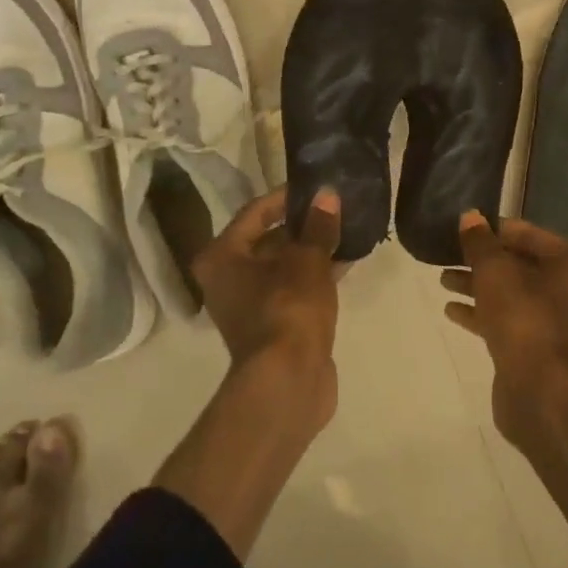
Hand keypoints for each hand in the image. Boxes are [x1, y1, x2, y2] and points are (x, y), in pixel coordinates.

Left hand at [193, 186, 342, 418]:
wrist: (288, 381)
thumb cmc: (288, 309)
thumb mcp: (307, 261)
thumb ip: (318, 226)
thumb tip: (327, 195)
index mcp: (221, 257)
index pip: (254, 212)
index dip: (286, 197)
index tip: (316, 187)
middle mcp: (227, 279)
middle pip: (267, 240)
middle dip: (302, 225)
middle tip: (334, 208)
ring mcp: (249, 305)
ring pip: (283, 266)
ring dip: (312, 251)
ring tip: (346, 231)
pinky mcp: (272, 325)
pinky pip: (293, 289)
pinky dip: (314, 276)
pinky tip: (345, 263)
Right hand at [441, 212, 567, 436]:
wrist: (541, 390)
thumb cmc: (524, 317)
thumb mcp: (494, 270)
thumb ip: (479, 242)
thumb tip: (469, 216)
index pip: (528, 234)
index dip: (493, 230)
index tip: (462, 230)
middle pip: (520, 265)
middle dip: (483, 261)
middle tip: (447, 255)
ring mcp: (558, 322)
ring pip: (512, 294)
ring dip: (478, 286)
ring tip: (443, 280)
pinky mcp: (540, 349)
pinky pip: (509, 321)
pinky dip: (483, 313)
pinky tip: (452, 310)